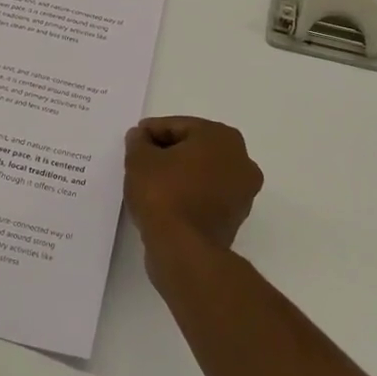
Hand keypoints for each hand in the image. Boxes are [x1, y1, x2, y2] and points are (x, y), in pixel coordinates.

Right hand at [123, 117, 262, 258]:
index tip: (134, 141)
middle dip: (168, 151)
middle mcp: (241, 160)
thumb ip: (138, 141)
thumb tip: (140, 137)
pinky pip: (206, 195)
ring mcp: (242, 192)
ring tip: (150, 182)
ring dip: (179, 174)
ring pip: (202, 172)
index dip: (152, 132)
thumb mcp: (139, 159)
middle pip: (194, 147)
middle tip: (140, 160)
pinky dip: (188, 194)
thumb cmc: (163, 193)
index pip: (178, 126)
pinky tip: (165, 201)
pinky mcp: (235, 218)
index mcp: (222, 137)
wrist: (184, 249)